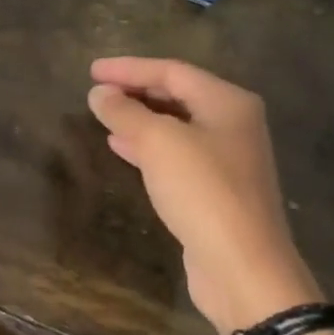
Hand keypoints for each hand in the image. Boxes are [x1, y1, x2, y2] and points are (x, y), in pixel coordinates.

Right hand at [87, 56, 318, 334]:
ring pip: (174, 126)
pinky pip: (175, 155)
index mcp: (227, 103)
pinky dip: (146, 146)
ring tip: (103, 114)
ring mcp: (226, 159)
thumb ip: (125, 112)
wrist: (242, 266)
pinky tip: (120, 147)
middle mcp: (232, 124)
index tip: (91, 70)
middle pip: (177, 95)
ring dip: (138, 118)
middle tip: (96, 91)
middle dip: (135, 91)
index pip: (172, 71)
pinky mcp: (215, 190)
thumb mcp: (158, 143)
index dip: (128, 68)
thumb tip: (99, 93)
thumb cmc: (203, 192)